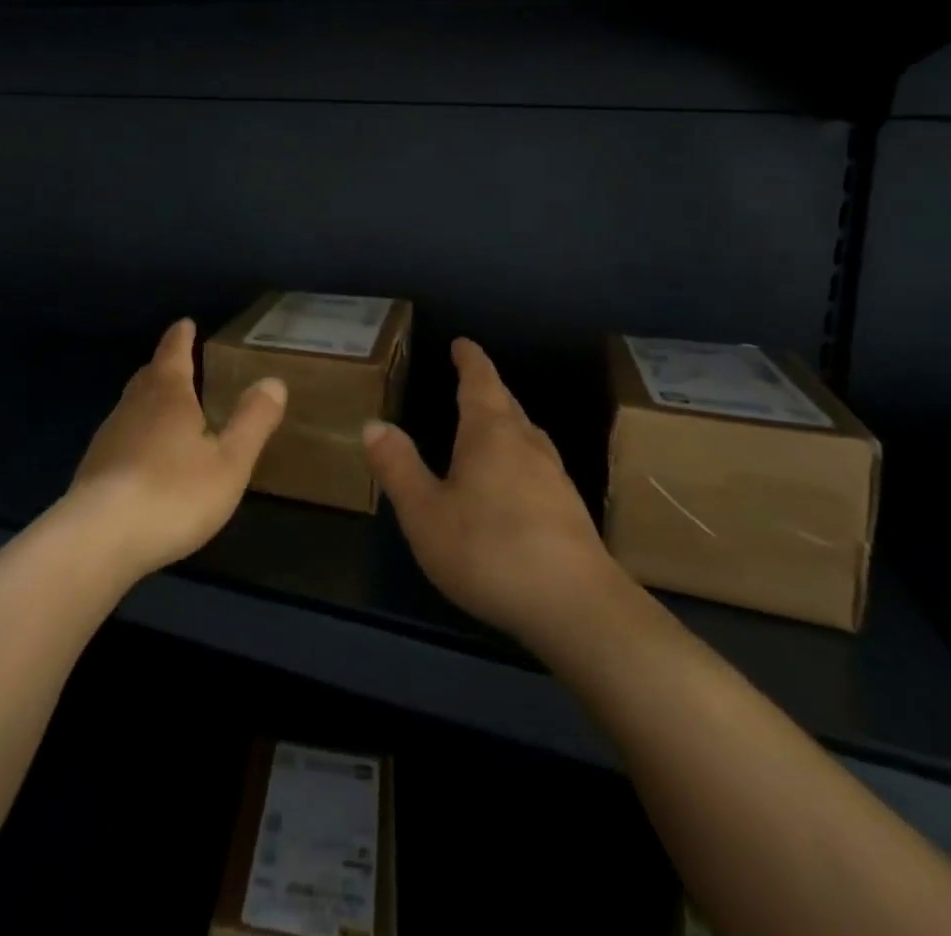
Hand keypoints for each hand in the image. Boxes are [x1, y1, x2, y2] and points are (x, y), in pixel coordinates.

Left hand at [64, 319, 286, 582]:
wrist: (98, 539)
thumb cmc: (173, 493)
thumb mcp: (229, 462)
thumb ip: (252, 421)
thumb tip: (273, 381)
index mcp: (168, 395)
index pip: (173, 352)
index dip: (181, 337)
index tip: (185, 323)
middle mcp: (133, 406)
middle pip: (149, 376)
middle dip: (165, 367)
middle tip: (180, 364)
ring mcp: (108, 436)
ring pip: (132, 406)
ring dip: (149, 401)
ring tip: (168, 410)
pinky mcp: (94, 468)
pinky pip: (122, 436)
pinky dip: (137, 433)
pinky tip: (146, 457)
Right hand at [365, 338, 619, 651]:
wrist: (577, 608)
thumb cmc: (489, 550)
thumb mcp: (425, 512)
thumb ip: (398, 467)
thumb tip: (374, 424)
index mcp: (491, 434)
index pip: (480, 382)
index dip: (470, 360)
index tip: (462, 343)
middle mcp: (527, 445)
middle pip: (507, 405)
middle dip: (487, 389)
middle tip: (470, 379)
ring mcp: (555, 478)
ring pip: (526, 435)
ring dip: (505, 422)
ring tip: (488, 425)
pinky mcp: (570, 511)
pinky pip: (537, 465)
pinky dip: (518, 456)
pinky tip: (512, 482)